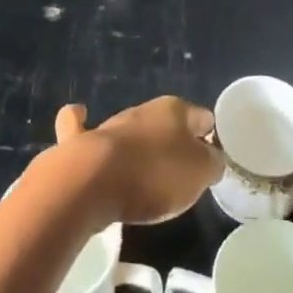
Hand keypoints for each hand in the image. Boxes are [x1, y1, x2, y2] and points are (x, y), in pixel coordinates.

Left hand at [52, 96, 222, 225]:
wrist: (95, 181)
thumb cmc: (154, 175)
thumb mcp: (199, 174)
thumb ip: (211, 163)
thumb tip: (211, 157)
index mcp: (175, 111)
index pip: (202, 117)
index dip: (209, 136)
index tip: (210, 158)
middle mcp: (143, 110)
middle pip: (166, 123)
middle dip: (173, 142)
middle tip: (180, 173)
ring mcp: (111, 124)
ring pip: (132, 128)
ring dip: (139, 143)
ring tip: (145, 170)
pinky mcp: (81, 141)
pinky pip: (80, 127)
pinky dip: (81, 122)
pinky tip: (82, 119)